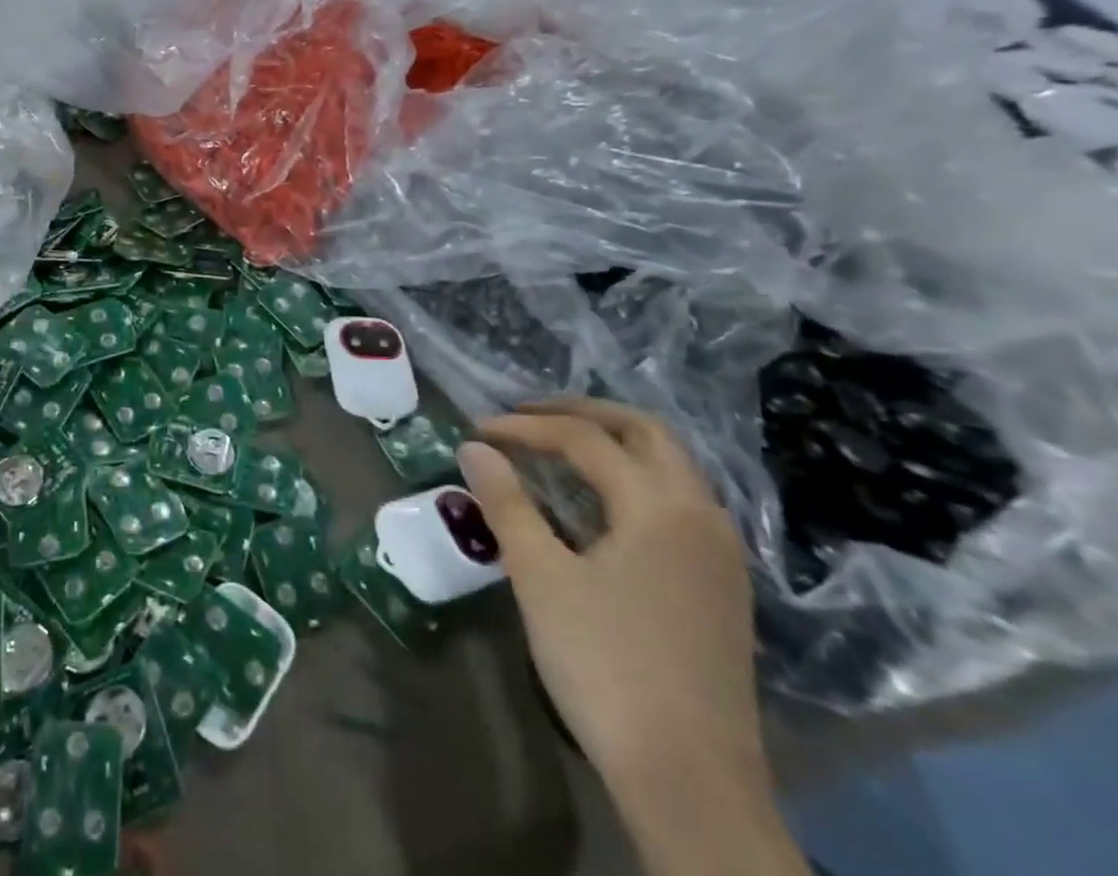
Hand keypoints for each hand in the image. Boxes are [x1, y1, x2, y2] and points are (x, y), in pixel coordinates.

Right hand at [458, 400, 763, 789]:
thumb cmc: (606, 668)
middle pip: (645, 432)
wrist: (692, 783)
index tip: (478, 431)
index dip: (525, 428)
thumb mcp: (541, 579)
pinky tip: (602, 504)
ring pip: (670, 464)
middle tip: (528, 415)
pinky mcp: (723, 585)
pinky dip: (636, 477)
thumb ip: (507, 502)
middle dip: (583, 413)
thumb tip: (473, 447)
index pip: (584, 439)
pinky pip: (679, 500)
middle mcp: (701, 515)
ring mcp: (720, 552)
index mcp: (659, 507)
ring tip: (559, 447)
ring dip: (614, 442)